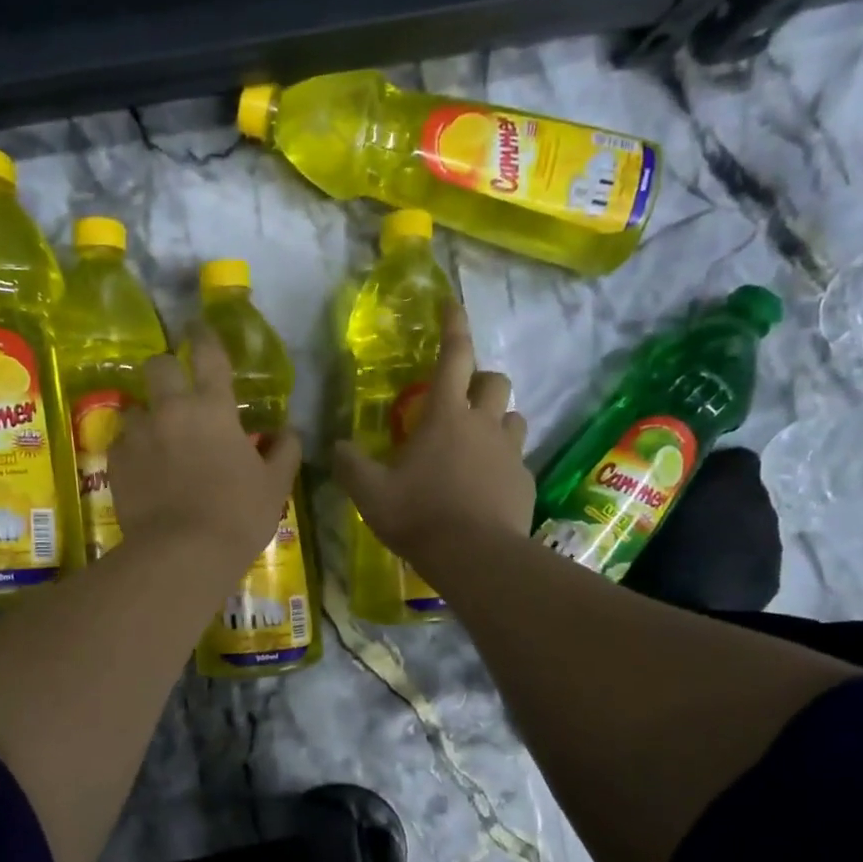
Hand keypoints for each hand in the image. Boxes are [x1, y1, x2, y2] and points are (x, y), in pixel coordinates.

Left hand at [110, 323, 303, 566]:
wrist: (183, 553)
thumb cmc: (238, 515)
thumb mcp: (275, 485)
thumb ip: (285, 450)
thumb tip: (289, 431)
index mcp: (214, 408)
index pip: (209, 354)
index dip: (204, 335)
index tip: (198, 327)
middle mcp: (172, 410)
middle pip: (158, 366)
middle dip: (165, 369)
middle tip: (176, 391)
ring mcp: (139, 434)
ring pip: (136, 408)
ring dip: (148, 418)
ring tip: (159, 444)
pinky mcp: (116, 461)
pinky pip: (122, 443)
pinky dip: (134, 450)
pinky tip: (144, 472)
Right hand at [332, 304, 532, 566]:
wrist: (475, 557)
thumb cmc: (418, 515)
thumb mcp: (370, 493)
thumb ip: (350, 465)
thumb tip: (337, 447)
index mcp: (444, 416)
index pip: (453, 356)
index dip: (453, 326)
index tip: (451, 304)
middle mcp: (482, 424)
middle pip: (494, 381)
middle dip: (481, 379)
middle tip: (462, 398)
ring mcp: (509, 453)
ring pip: (513, 417)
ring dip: (496, 420)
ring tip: (476, 443)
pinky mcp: (525, 481)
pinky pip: (517, 459)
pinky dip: (503, 463)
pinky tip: (487, 486)